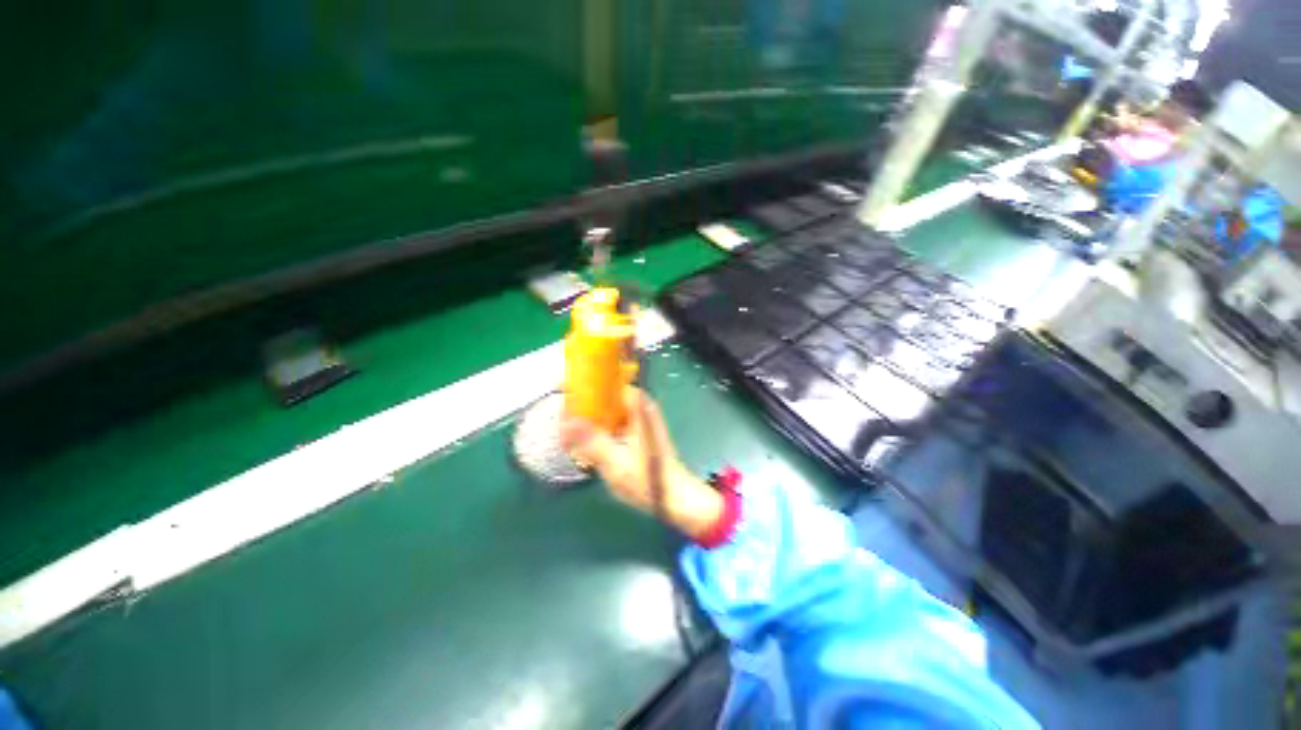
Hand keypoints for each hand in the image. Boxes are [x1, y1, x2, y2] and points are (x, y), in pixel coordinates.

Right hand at [561, 388, 723, 539]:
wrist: (674, 496)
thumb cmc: (648, 479)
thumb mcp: (615, 462)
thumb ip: (590, 441)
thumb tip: (564, 422)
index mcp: (638, 406)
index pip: (606, 382)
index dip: (583, 383)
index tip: (561, 390)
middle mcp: (639, 406)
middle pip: (605, 395)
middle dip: (582, 405)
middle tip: (561, 419)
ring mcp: (638, 418)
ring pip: (606, 410)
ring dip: (588, 419)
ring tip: (566, 431)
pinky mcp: (636, 430)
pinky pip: (611, 422)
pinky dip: (597, 430)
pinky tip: (583, 444)